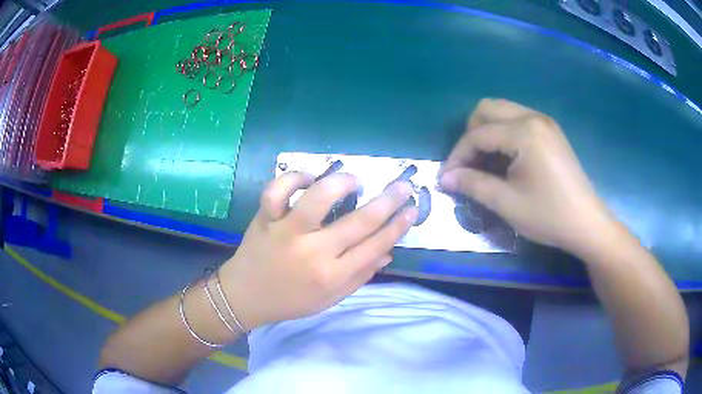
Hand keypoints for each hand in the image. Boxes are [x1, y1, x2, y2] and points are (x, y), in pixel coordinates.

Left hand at [218, 172, 417, 329]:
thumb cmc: (290, 300)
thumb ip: (359, 276)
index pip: (375, 246)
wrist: (244, 297)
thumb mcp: (329, 299)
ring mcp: (286, 232)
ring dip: (342, 184)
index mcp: (332, 276)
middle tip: (403, 185)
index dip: (398, 226)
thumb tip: (387, 253)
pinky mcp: (265, 218)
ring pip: (318, 198)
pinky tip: (308, 178)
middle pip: (359, 222)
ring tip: (355, 181)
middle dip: (388, 201)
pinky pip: (277, 191)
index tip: (412, 209)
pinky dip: (293, 178)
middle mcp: (313, 252)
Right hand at [439, 98, 617, 254]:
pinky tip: (506, 158)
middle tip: (469, 164)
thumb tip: (446, 178)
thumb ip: (473, 184)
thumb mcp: (507, 203)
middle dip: (471, 134)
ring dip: (487, 132)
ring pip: (502, 111)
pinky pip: (517, 120)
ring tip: (485, 162)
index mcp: (524, 132)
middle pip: (487, 109)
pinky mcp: (550, 131)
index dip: (458, 155)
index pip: (478, 134)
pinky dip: (503, 133)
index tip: (447, 178)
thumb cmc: (548, 215)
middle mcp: (533, 117)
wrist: (586, 223)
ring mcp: (544, 122)